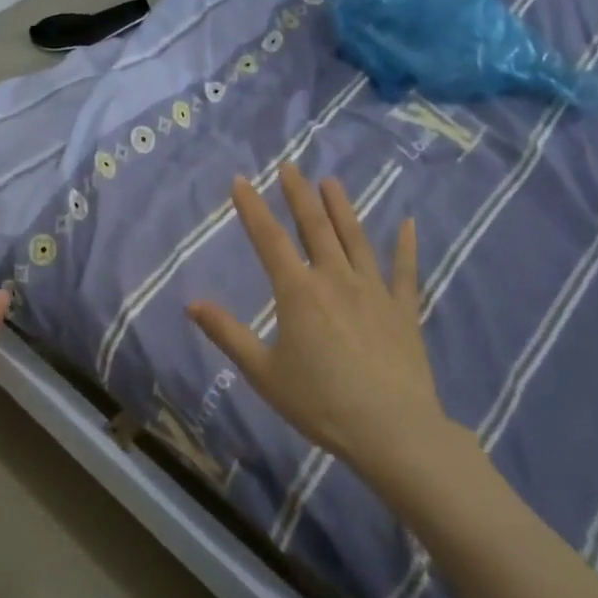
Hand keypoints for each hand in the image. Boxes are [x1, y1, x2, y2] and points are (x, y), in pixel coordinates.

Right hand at [186, 163, 458, 497]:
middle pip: (315, 228)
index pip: (269, 239)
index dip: (252, 208)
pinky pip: (404, 271)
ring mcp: (373, 291)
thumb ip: (227, 334)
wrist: (391, 430)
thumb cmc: (320, 402)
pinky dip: (405, 246)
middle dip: (299, 195)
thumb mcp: (262, 372)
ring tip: (331, 181)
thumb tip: (191, 304)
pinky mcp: (402, 310)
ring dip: (342, 208)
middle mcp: (334, 279)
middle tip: (290, 167)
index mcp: (297, 292)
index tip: (241, 180)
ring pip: (355, 239)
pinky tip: (407, 224)